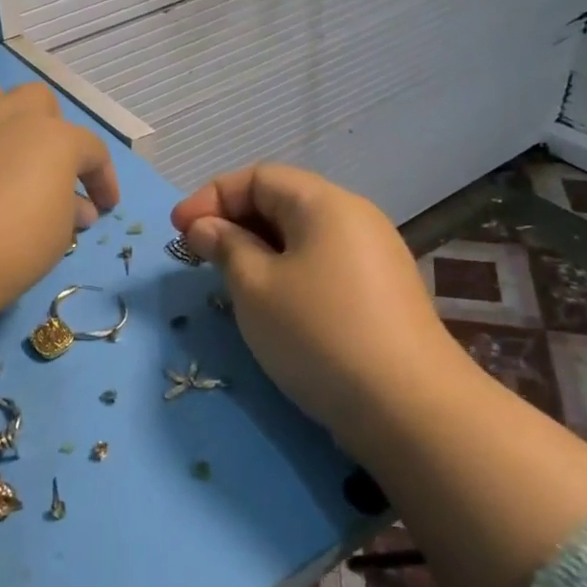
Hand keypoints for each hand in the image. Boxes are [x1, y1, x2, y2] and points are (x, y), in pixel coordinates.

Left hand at [0, 81, 119, 375]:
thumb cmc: (14, 246)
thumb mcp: (59, 236)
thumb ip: (70, 212)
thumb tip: (77, 207)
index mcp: (56, 139)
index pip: (92, 150)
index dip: (103, 178)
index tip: (103, 206)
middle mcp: (11, 115)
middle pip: (39, 100)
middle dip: (48, 127)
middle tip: (44, 167)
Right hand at [171, 164, 460, 448]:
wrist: (409, 408)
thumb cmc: (318, 333)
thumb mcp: (255, 287)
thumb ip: (225, 246)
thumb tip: (206, 227)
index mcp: (324, 204)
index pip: (258, 178)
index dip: (212, 197)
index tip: (177, 230)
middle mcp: (355, 218)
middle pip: (282, 201)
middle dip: (234, 221)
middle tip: (197, 255)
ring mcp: (374, 256)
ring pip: (302, 236)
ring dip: (258, 249)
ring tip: (228, 279)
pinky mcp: (381, 293)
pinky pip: (322, 264)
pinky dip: (286, 271)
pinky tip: (272, 303)